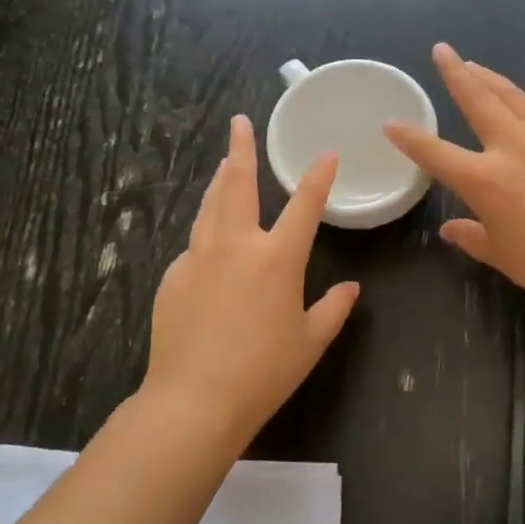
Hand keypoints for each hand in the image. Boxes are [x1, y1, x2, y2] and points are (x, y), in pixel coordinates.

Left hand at [142, 116, 359, 442]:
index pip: (304, 205)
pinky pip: (194, 245)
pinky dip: (206, 232)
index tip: (326, 153)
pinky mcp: (173, 277)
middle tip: (239, 123)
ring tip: (224, 164)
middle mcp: (236, 245)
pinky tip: (209, 244)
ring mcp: (198, 258)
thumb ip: (333, 310)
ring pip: (209, 207)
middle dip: (241, 149)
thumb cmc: (263, 372)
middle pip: (238, 185)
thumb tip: (351, 288)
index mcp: (277, 258)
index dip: (318, 176)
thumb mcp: (310, 342)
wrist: (193, 400)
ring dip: (220, 182)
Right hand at [385, 44, 524, 330]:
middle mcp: (513, 147)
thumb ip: (472, 237)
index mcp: (484, 180)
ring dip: (491, 79)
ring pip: (513, 96)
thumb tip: (451, 228)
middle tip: (442, 50)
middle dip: (455, 72)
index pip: (435, 152)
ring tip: (476, 66)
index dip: (409, 138)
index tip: (391, 123)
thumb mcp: (504, 256)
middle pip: (477, 98)